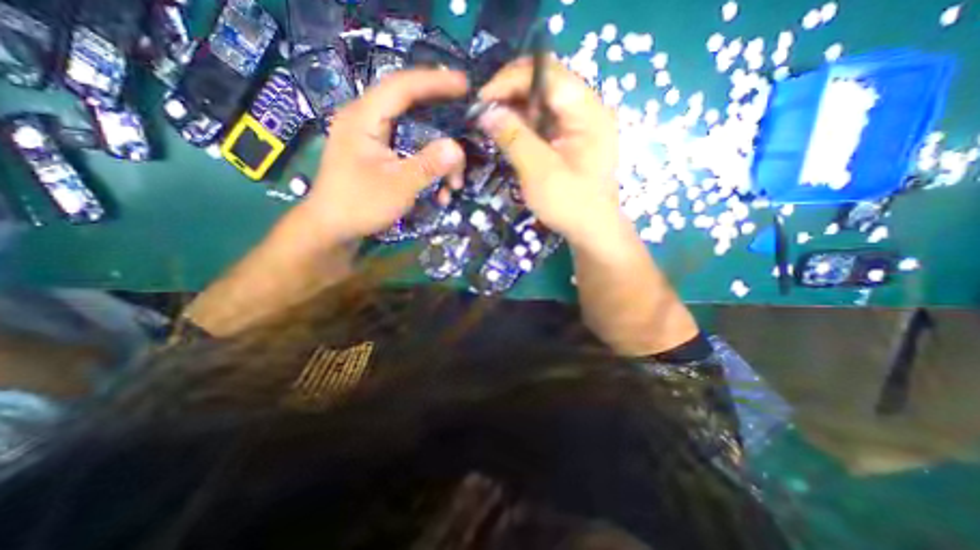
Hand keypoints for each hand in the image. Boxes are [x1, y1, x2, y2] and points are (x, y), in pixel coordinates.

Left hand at [301, 70, 467, 243]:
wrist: (332, 230)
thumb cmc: (359, 205)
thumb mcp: (398, 186)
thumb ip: (428, 165)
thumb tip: (457, 148)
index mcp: (364, 118)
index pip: (402, 86)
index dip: (435, 82)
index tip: (465, 85)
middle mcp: (366, 121)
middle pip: (411, 109)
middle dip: (442, 127)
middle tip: (466, 134)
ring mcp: (372, 139)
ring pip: (414, 135)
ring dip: (439, 159)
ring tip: (454, 184)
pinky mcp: (378, 155)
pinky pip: (409, 152)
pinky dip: (427, 168)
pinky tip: (439, 191)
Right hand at [480, 58, 621, 244]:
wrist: (592, 231)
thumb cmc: (570, 204)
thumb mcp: (539, 171)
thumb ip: (513, 138)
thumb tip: (485, 112)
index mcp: (587, 111)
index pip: (546, 73)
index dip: (511, 80)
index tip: (482, 100)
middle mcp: (586, 110)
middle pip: (544, 84)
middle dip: (510, 95)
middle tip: (484, 114)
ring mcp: (579, 125)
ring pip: (541, 104)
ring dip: (515, 111)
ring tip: (492, 125)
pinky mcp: (571, 140)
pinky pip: (544, 122)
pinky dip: (524, 126)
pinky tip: (509, 136)